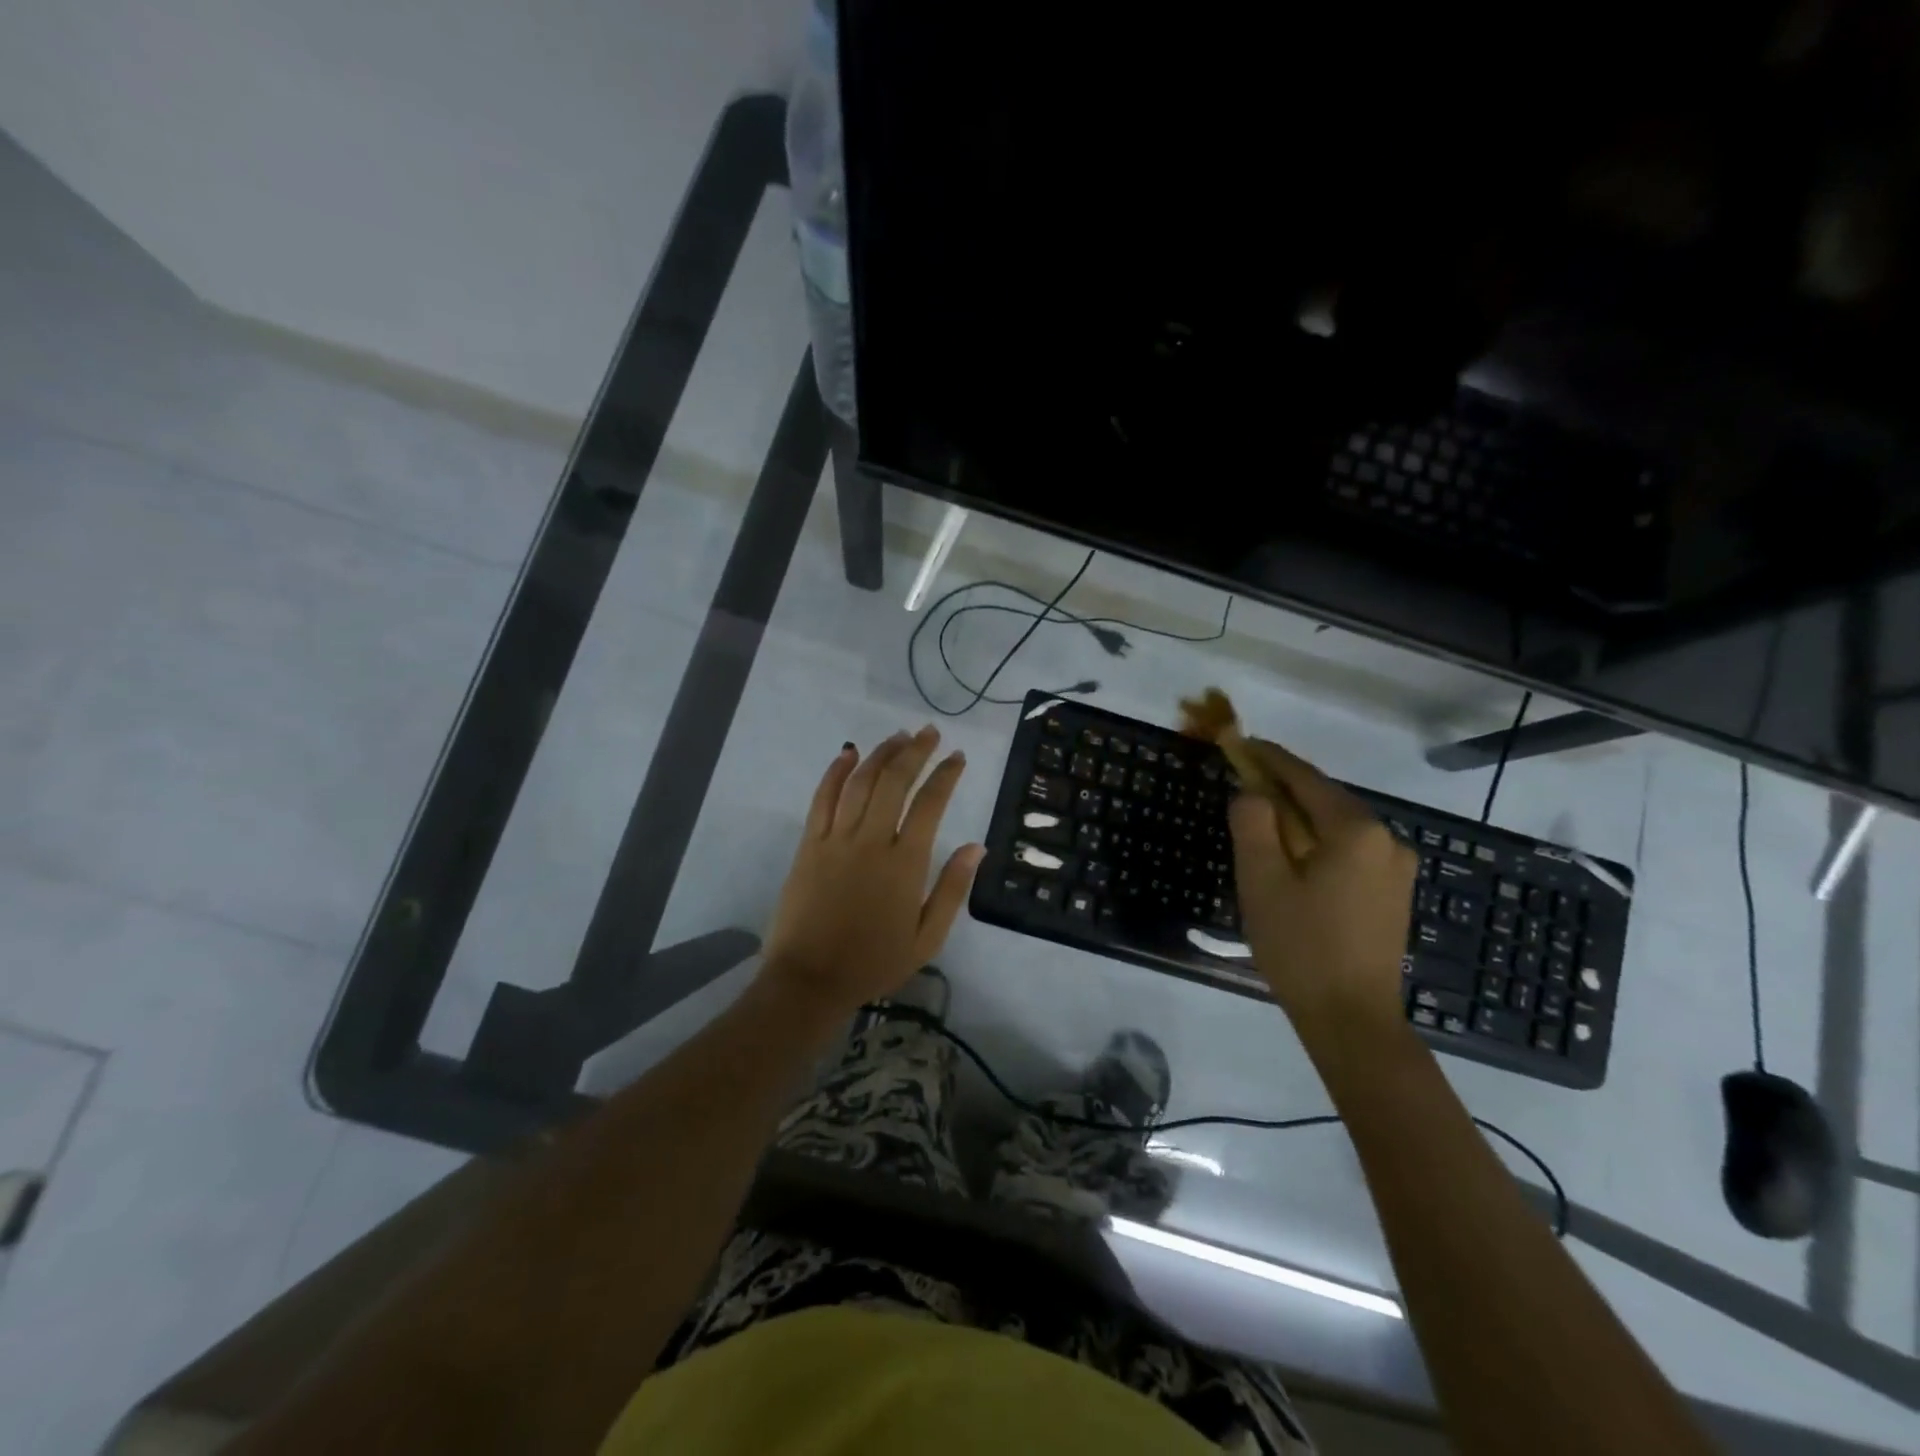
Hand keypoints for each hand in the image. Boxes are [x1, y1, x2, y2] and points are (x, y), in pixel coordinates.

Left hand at [759, 726, 983, 1017]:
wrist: (809, 980)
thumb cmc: (873, 962)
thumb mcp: (927, 939)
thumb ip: (952, 889)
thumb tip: (978, 847)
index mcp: (905, 864)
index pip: (930, 804)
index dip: (946, 775)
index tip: (958, 757)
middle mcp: (871, 841)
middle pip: (895, 781)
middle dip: (916, 751)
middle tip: (930, 731)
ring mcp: (836, 839)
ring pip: (860, 782)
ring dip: (881, 753)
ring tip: (899, 735)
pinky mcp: (809, 844)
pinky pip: (822, 798)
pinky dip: (835, 771)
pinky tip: (848, 753)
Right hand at [1227, 738, 1415, 1037]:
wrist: (1352, 1019)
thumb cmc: (1300, 946)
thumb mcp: (1261, 880)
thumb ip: (1253, 824)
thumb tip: (1252, 792)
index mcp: (1355, 830)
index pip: (1304, 778)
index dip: (1269, 758)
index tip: (1241, 743)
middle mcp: (1386, 839)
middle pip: (1324, 800)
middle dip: (1283, 790)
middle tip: (1243, 786)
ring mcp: (1396, 867)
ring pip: (1337, 827)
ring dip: (1300, 820)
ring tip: (1262, 828)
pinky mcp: (1394, 892)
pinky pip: (1350, 851)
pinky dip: (1318, 844)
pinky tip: (1295, 862)